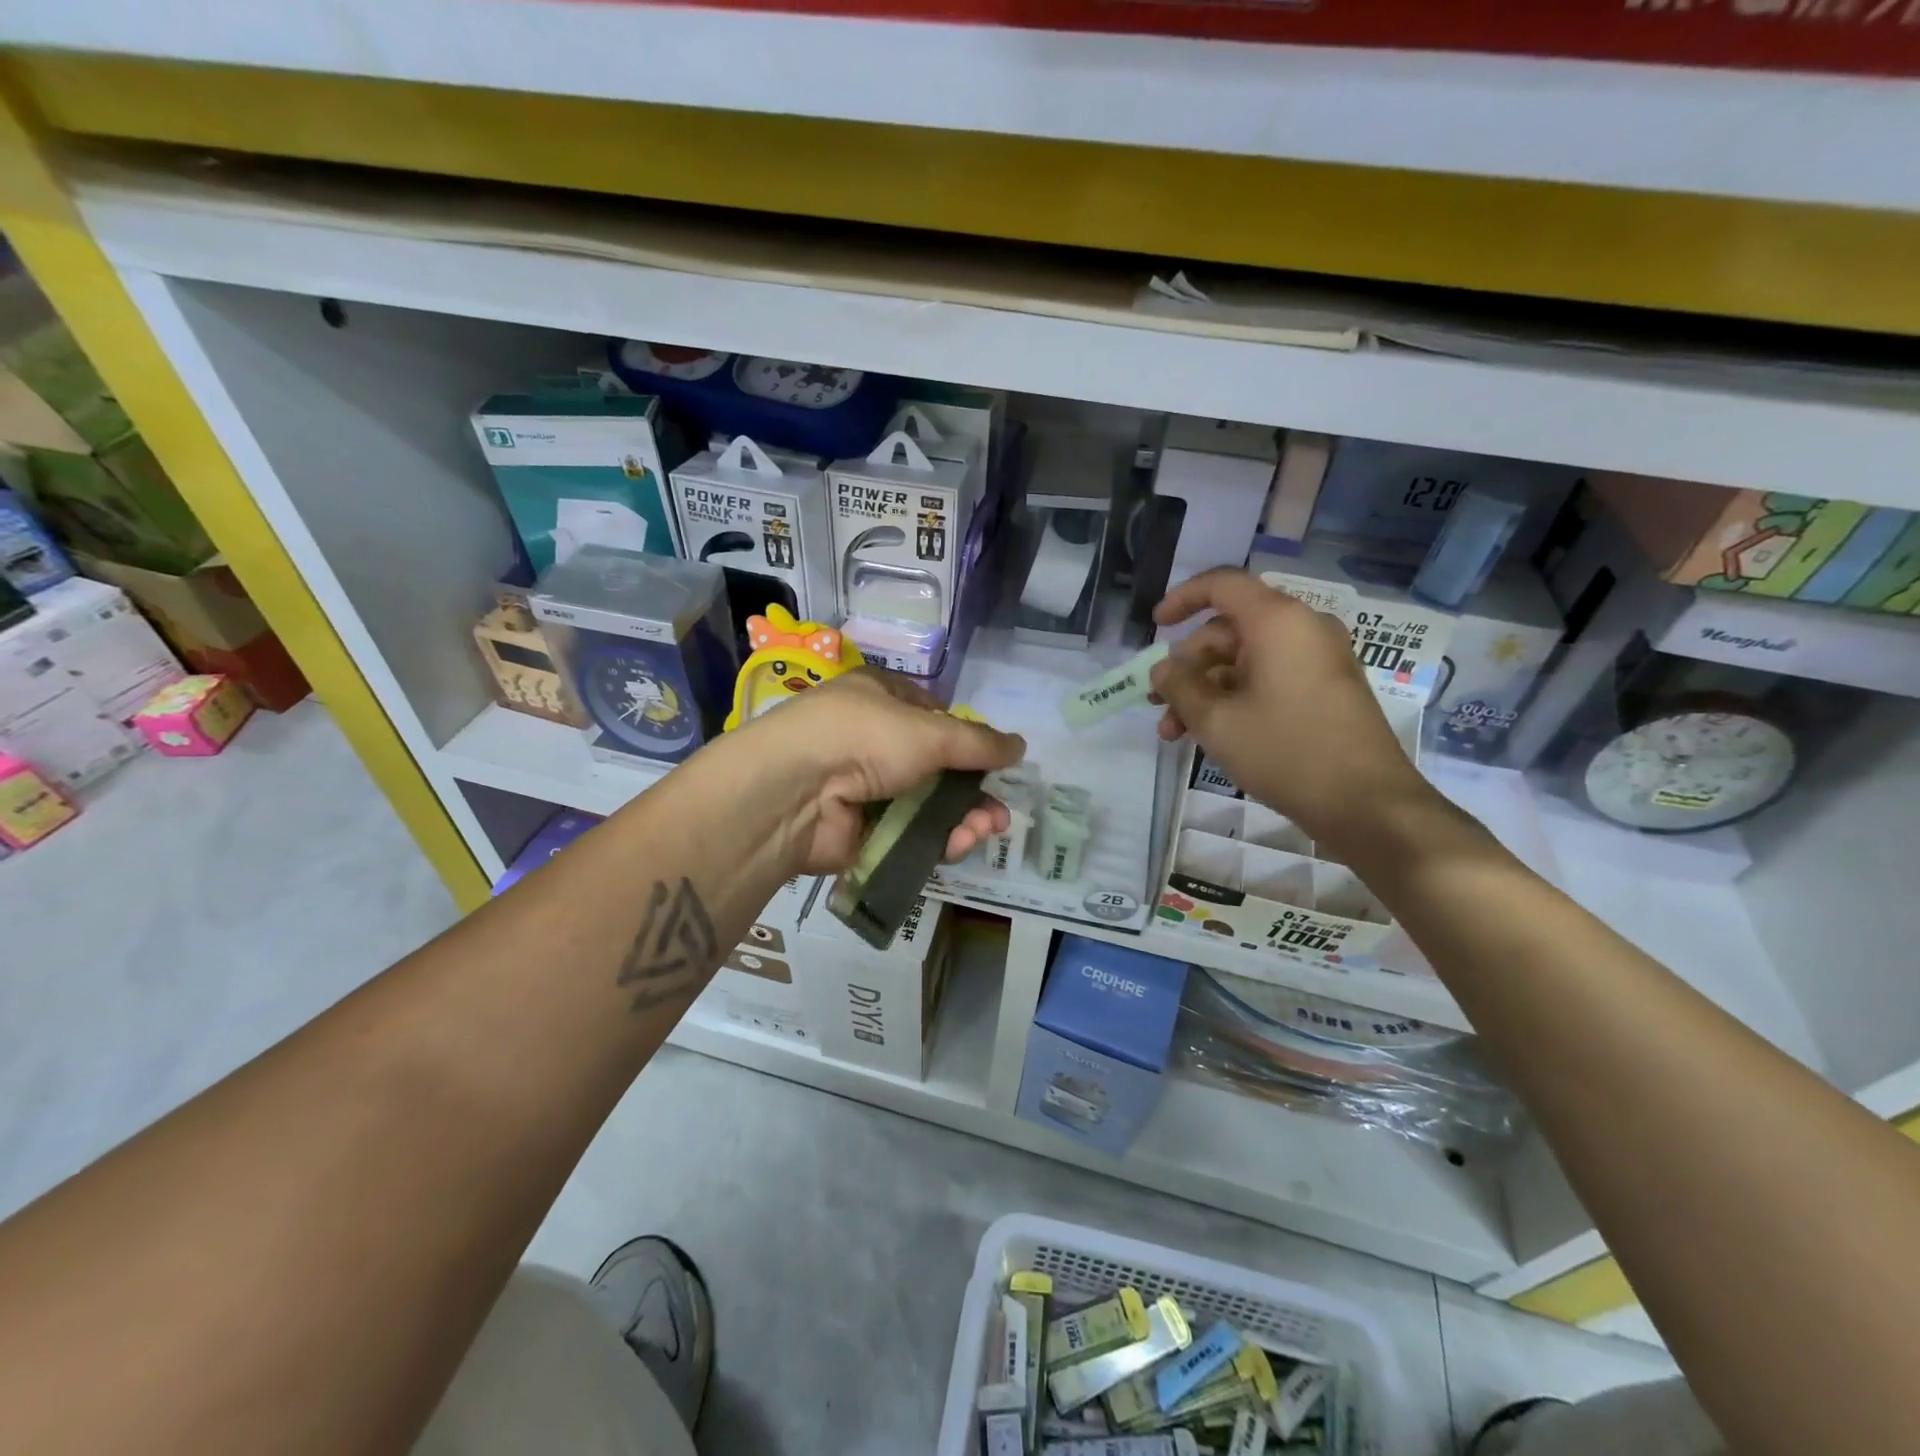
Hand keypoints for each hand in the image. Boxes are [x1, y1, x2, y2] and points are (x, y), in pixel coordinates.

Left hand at [728, 668, 1025, 875]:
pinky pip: (908, 835)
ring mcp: (864, 788)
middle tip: (997, 817)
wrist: (793, 792)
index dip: (967, 741)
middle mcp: (871, 740)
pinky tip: (955, 846)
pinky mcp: (860, 831)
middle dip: (972, 792)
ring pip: (926, 806)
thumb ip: (979, 742)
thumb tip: (1021, 747)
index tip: (995, 765)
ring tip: (983, 832)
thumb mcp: (930, 731)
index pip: (934, 717)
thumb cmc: (863, 738)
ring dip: (961, 819)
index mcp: (880, 700)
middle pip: (937, 768)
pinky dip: (935, 841)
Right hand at [1150, 568, 1434, 850]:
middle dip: (1188, 666)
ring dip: (1205, 690)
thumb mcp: (1216, 720)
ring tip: (1175, 731)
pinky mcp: (1325, 688)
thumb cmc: (1285, 751)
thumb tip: (1163, 669)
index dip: (1182, 598)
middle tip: (1158, 702)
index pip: (1223, 585)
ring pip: (1245, 660)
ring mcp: (1318, 659)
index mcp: (1278, 621)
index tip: (1156, 626)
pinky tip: (1210, 734)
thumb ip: (1179, 686)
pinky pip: (1269, 678)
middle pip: (1229, 630)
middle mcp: (1302, 629)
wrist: (1366, 803)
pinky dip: (1235, 698)